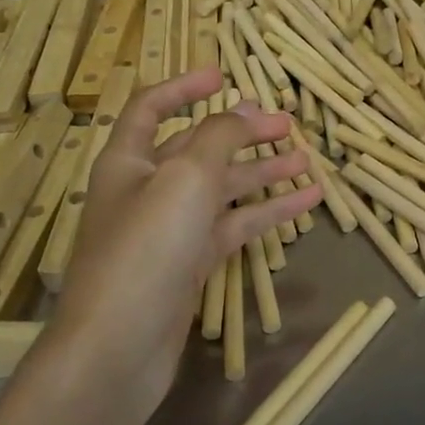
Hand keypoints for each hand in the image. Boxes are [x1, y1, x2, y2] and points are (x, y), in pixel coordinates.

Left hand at [52, 66, 322, 420]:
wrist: (118, 348)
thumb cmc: (146, 249)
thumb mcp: (186, 178)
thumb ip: (219, 137)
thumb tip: (245, 110)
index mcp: (128, 160)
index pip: (151, 107)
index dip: (185, 87)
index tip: (224, 76)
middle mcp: (146, 189)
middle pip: (198, 148)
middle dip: (241, 133)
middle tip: (287, 125)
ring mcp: (170, 230)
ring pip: (222, 189)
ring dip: (262, 173)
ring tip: (306, 160)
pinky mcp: (190, 264)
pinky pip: (233, 226)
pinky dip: (266, 213)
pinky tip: (305, 203)